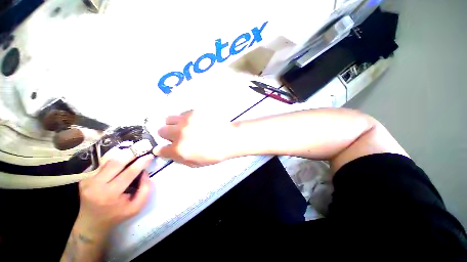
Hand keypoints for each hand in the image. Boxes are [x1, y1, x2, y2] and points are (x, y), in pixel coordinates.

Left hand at [76, 148, 153, 232]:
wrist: (91, 223)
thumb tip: (145, 172)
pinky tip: (122, 161)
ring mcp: (88, 180)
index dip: (141, 162)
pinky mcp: (85, 178)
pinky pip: (103, 165)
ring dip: (123, 155)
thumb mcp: (136, 207)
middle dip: (131, 154)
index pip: (129, 173)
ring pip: (109, 161)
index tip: (150, 156)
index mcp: (110, 195)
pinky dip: (115, 161)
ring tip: (134, 153)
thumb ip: (146, 189)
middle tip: (142, 149)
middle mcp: (96, 185)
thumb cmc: (116, 215)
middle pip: (116, 163)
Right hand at [153, 110, 237, 166]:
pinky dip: (185, 119)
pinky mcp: (194, 111)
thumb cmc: (214, 154)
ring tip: (184, 127)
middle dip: (167, 135)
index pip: (160, 149)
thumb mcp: (195, 163)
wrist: (229, 139)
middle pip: (161, 131)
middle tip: (177, 136)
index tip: (166, 148)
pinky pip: (182, 114)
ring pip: (169, 119)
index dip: (163, 149)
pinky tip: (194, 122)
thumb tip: (166, 152)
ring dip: (174, 124)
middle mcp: (179, 133)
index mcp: (179, 149)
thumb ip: (178, 158)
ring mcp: (187, 120)